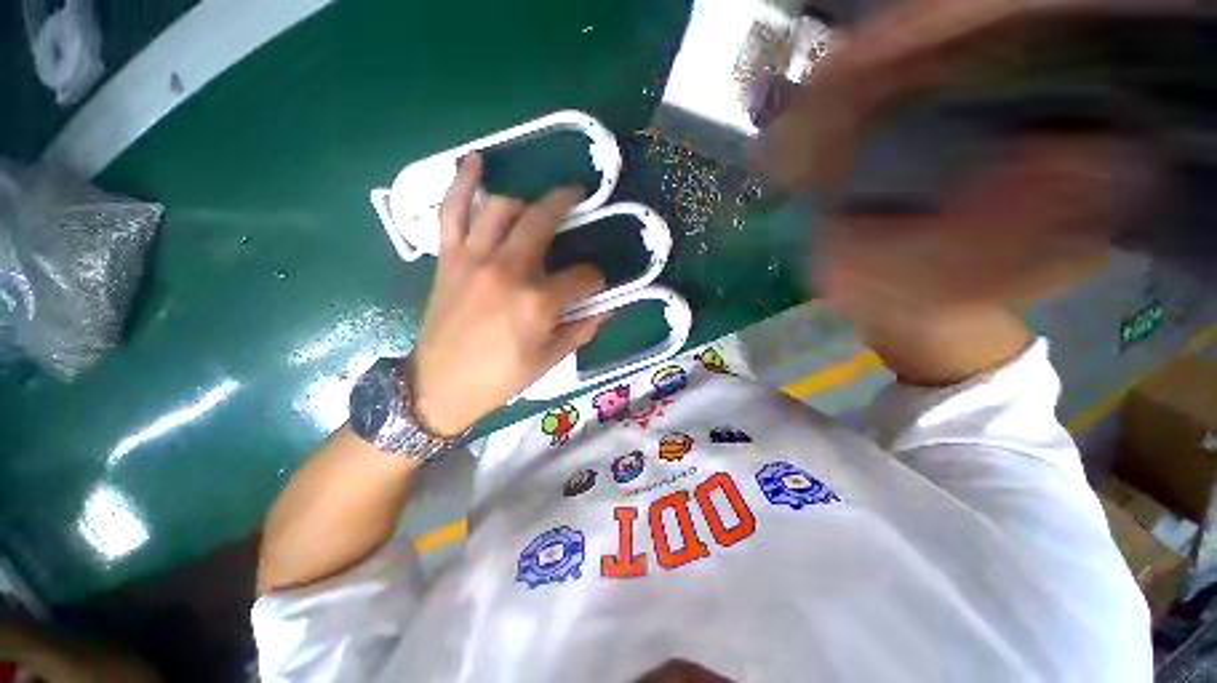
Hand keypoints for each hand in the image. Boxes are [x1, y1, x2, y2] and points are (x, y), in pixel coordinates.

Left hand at [410, 154, 606, 435]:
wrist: (440, 386)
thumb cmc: (500, 378)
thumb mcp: (549, 360)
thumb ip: (581, 329)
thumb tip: (608, 309)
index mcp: (538, 303)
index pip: (583, 276)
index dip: (595, 280)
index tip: (594, 286)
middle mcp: (508, 270)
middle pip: (543, 220)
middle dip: (567, 204)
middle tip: (578, 197)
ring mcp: (474, 259)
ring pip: (501, 207)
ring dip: (524, 200)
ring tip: (535, 204)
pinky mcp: (449, 258)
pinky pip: (452, 211)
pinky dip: (462, 183)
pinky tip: (475, 161)